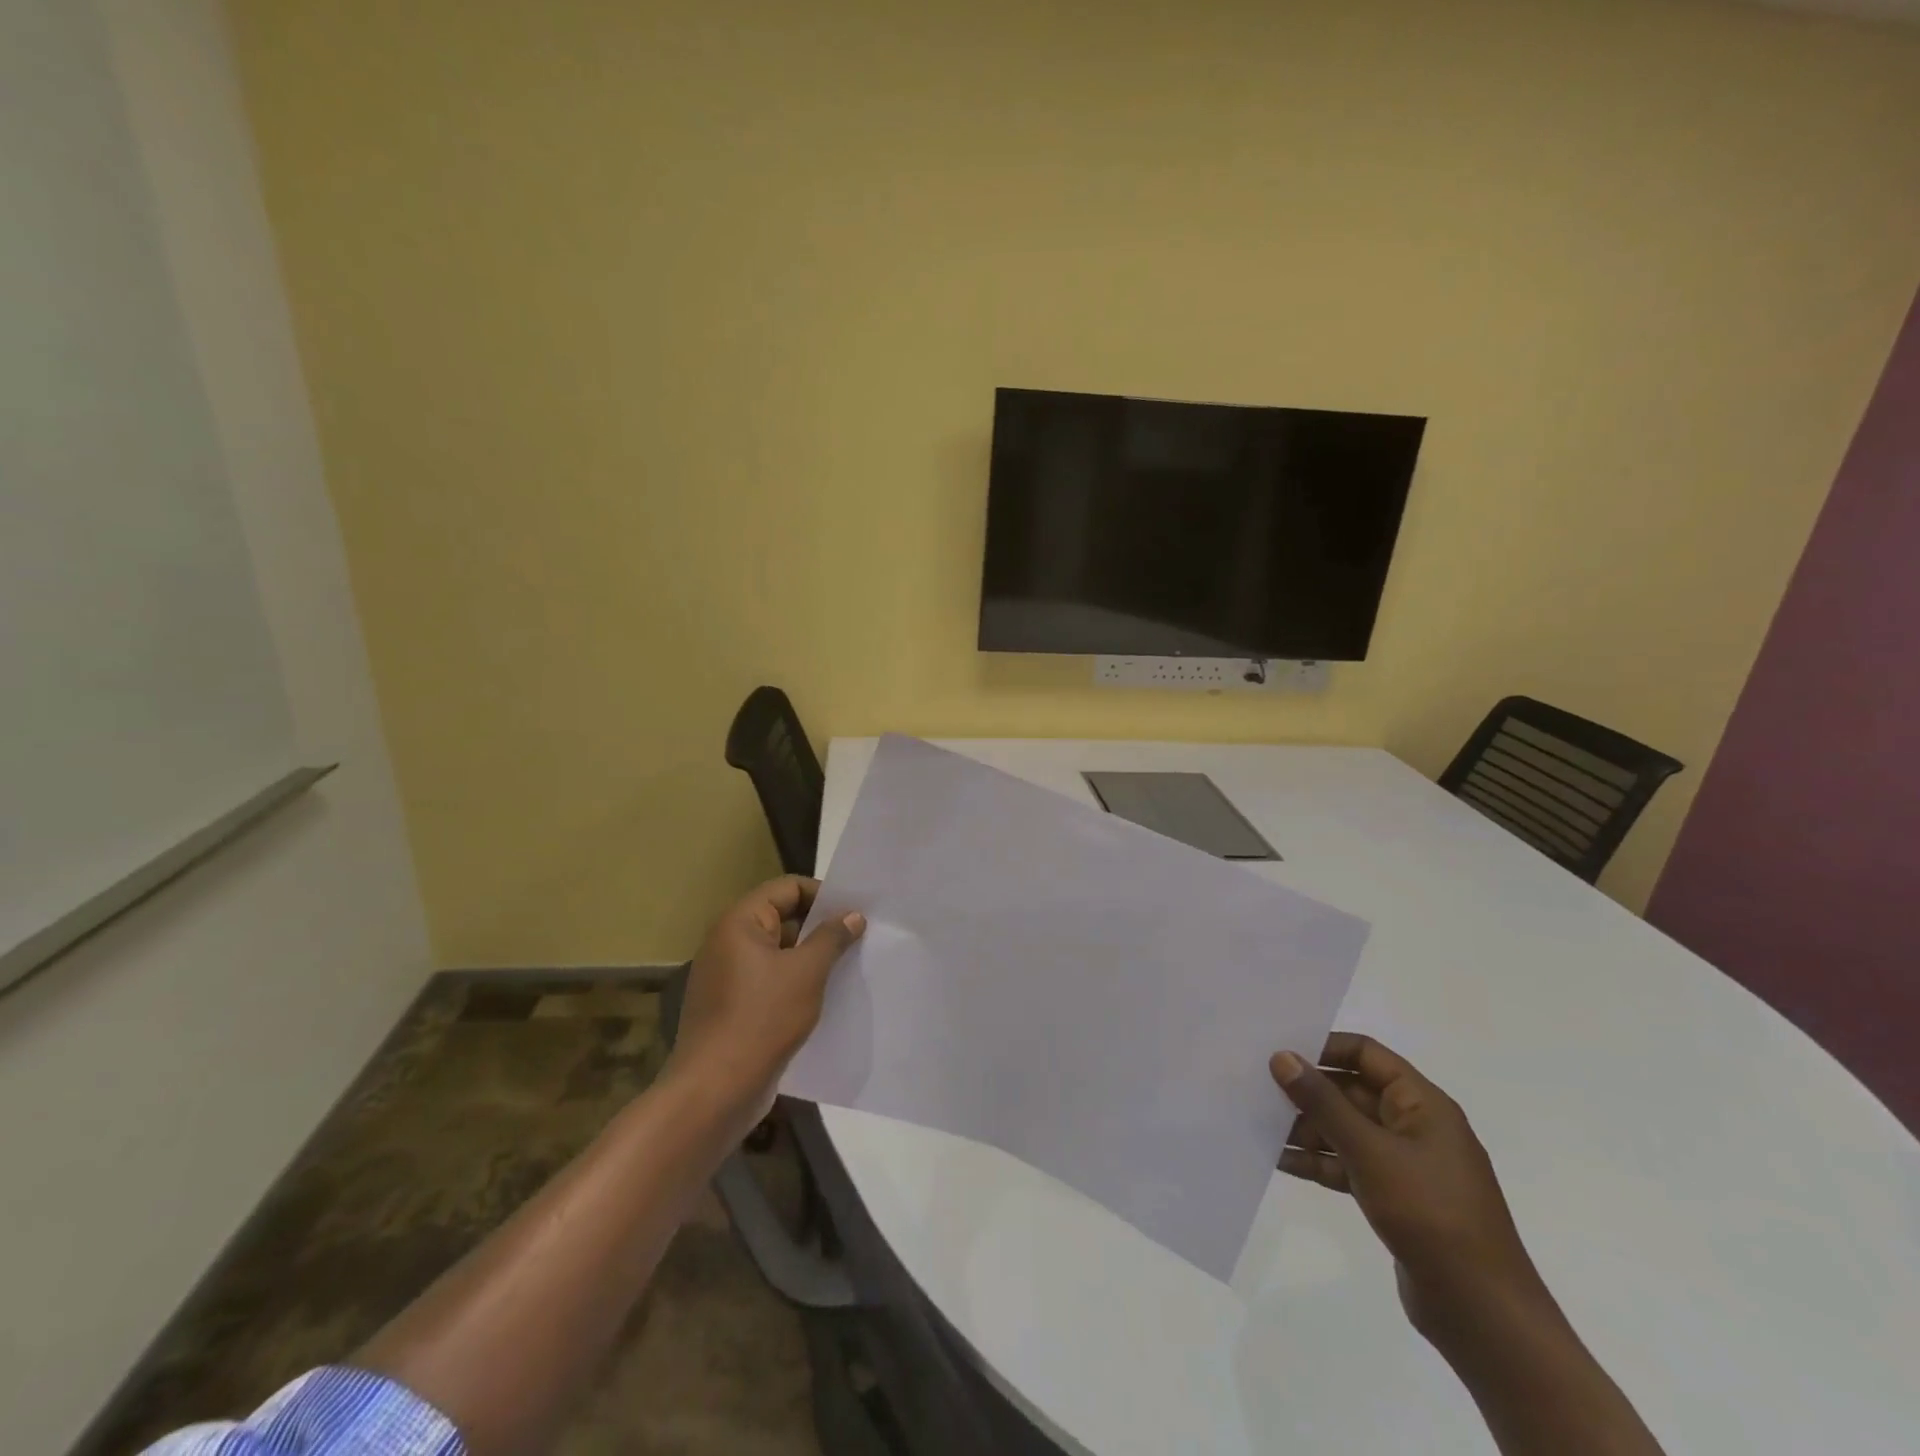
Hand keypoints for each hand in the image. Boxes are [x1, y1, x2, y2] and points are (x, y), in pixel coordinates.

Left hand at [669, 875, 863, 1107]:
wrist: (715, 1091)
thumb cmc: (762, 1019)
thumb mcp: (807, 972)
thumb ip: (832, 937)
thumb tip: (852, 915)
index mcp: (739, 923)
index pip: (787, 888)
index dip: (823, 895)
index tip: (854, 912)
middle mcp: (728, 942)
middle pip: (781, 918)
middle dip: (819, 927)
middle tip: (857, 938)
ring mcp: (727, 977)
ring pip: (777, 953)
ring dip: (810, 957)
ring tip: (846, 967)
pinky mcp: (731, 1007)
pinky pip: (769, 981)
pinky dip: (794, 983)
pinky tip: (823, 998)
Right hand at [1271, 1034, 1548, 1341]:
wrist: (1483, 1314)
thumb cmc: (1430, 1214)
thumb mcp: (1370, 1151)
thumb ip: (1323, 1102)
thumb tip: (1282, 1057)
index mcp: (1422, 1104)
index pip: (1366, 1054)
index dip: (1323, 1048)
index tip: (1278, 1053)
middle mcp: (1415, 1126)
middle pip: (1352, 1091)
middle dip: (1307, 1091)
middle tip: (1257, 1087)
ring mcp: (1406, 1165)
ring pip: (1346, 1130)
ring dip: (1306, 1127)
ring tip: (1259, 1124)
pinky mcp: (1395, 1198)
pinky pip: (1349, 1164)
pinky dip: (1318, 1160)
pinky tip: (1279, 1160)